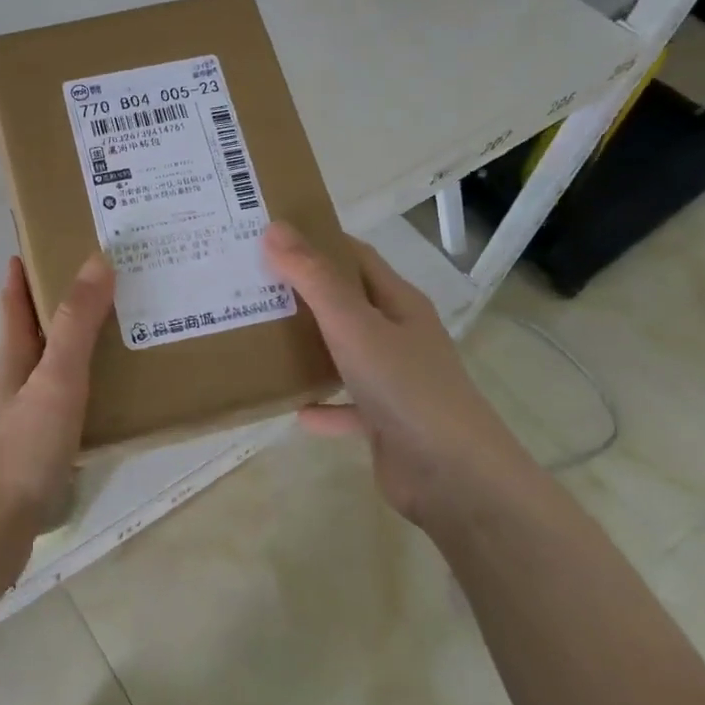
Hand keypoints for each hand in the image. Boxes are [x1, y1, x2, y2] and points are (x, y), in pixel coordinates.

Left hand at [0, 253, 115, 532]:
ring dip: (74, 351)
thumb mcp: (56, 379)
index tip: (36, 243)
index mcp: (13, 360)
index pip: (14, 304)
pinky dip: (84, 392)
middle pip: (32, 336)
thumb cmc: (23, 448)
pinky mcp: (35, 454)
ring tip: (118, 339)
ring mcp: (22, 421)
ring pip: (49, 372)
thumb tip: (97, 260)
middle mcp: (14, 385)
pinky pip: (64, 407)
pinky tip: (108, 403)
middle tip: (102, 287)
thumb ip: (77, 325)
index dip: (21, 274)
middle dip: (57, 308)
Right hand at [263, 222, 529, 524]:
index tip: (272, 236)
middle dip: (305, 292)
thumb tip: (275, 229)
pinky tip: (292, 408)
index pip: (357, 258)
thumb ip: (314, 278)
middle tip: (254, 282)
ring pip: (345, 353)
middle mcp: (400, 335)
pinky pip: (346, 406)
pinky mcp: (386, 421)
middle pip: (348, 303)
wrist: (451, 476)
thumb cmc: (404, 386)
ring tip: (263, 337)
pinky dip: (322, 405)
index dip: (319, 241)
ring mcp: (395, 380)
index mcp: (399, 303)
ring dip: (310, 346)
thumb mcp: (353, 325)